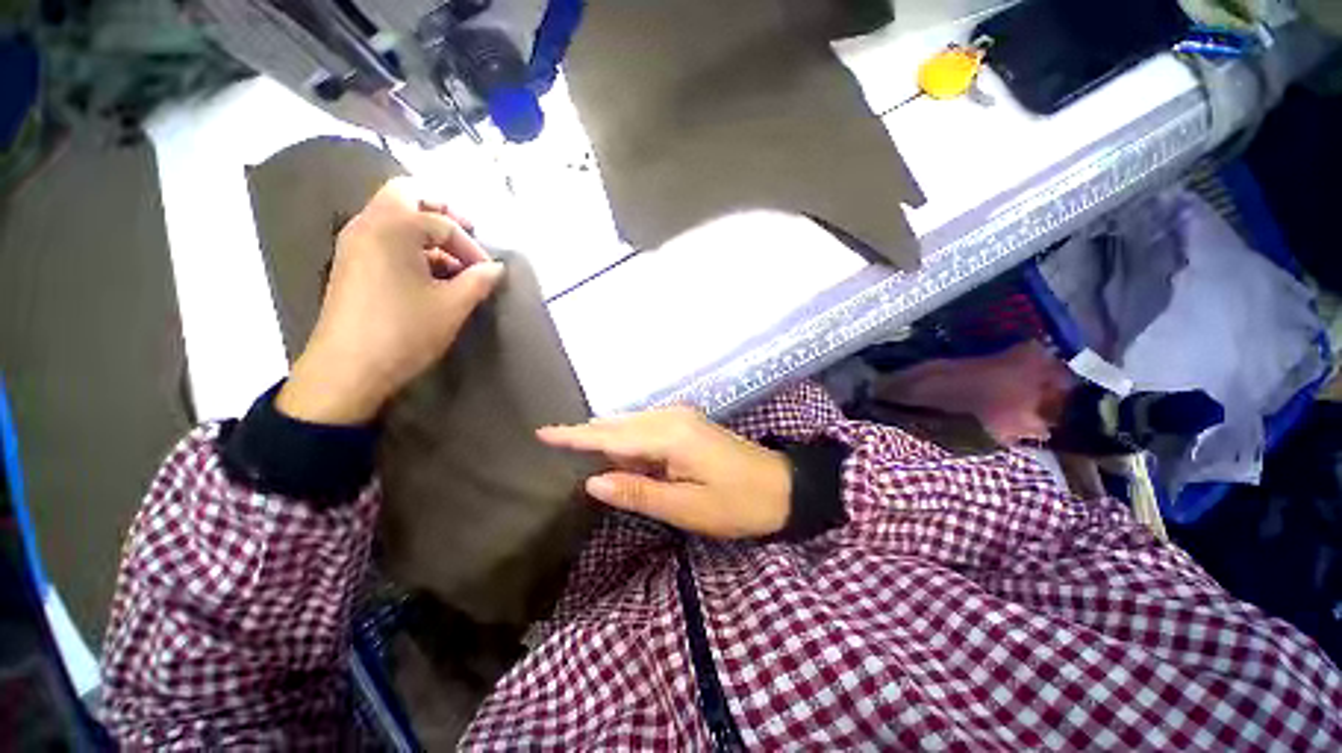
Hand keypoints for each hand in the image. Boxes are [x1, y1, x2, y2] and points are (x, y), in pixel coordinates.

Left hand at [277, 177, 503, 424]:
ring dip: (425, 229)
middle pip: (406, 194)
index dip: (470, 245)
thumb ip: (479, 280)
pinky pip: (383, 237)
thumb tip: (496, 268)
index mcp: (392, 228)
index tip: (487, 271)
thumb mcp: (452, 306)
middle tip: (467, 232)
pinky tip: (429, 275)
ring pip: (393, 215)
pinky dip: (409, 244)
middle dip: (441, 209)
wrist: (347, 369)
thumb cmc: (404, 331)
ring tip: (452, 263)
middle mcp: (367, 224)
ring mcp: (353, 243)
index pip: (442, 221)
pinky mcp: (350, 263)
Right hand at [537, 408, 791, 538]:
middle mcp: (672, 417)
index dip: (576, 436)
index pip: (611, 435)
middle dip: (588, 435)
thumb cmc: (738, 504)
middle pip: (619, 425)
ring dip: (608, 439)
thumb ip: (638, 491)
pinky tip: (617, 452)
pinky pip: (647, 429)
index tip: (543, 432)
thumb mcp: (686, 507)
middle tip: (554, 442)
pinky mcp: (688, 424)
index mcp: (670, 436)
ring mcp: (682, 417)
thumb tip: (593, 481)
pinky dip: (628, 441)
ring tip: (577, 448)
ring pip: (632, 426)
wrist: (783, 487)